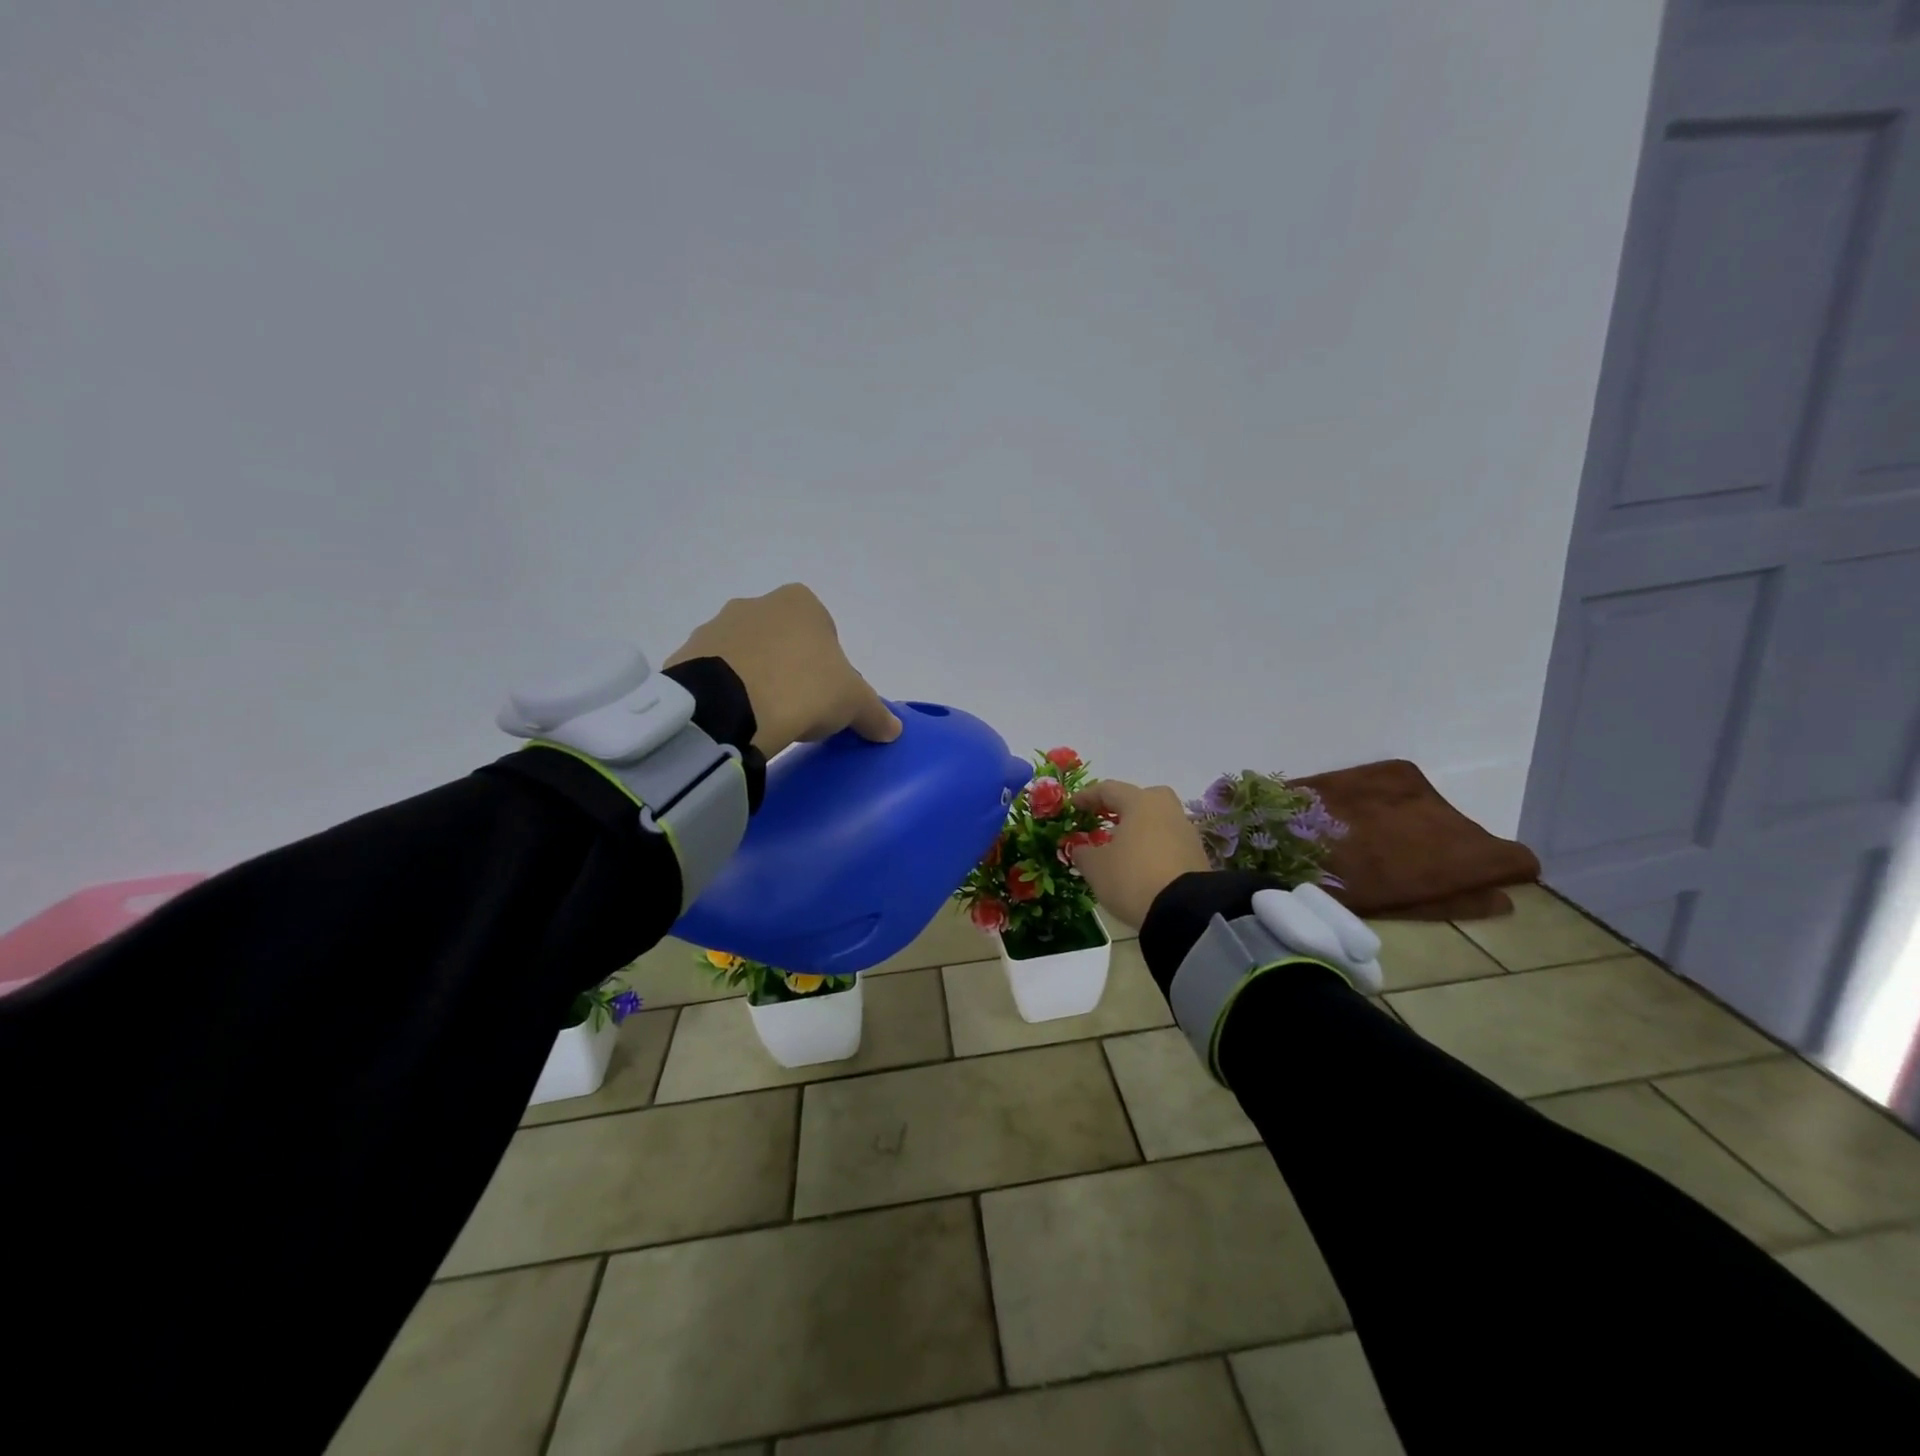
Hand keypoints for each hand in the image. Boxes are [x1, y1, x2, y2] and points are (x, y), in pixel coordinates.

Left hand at [666, 584, 901, 759]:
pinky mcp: (685, 656)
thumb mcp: (852, 703)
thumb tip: (892, 729)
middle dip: (789, 668)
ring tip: (763, 719)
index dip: (828, 664)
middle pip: (782, 640)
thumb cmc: (802, 689)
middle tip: (796, 709)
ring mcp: (716, 628)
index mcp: (800, 602)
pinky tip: (734, 720)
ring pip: (746, 655)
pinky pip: (714, 675)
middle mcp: (755, 604)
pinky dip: (725, 693)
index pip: (823, 630)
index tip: (825, 695)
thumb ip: (875, 712)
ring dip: (755, 679)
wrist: (727, 708)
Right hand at [1068, 779, 1213, 928]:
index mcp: (1140, 802)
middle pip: (1142, 798)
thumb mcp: (1096, 867)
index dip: (1087, 796)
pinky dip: (1153, 847)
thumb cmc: (1132, 878)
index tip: (1073, 806)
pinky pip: (1169, 841)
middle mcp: (1167, 809)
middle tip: (1106, 820)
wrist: (1185, 912)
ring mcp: (1186, 832)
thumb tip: (1080, 848)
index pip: (1109, 789)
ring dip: (1139, 829)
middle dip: (1122, 807)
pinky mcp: (1198, 855)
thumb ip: (1083, 852)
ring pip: (1158, 820)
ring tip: (1122, 847)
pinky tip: (1142, 864)